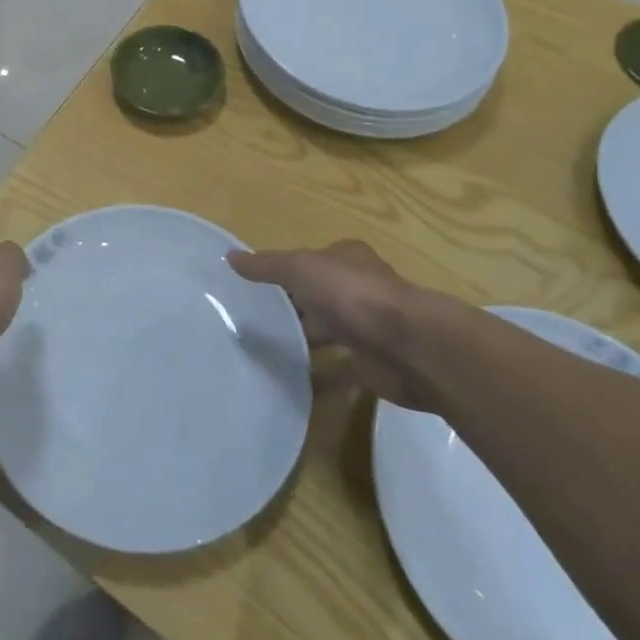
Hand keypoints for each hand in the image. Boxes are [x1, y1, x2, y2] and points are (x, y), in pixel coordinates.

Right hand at [228, 240, 445, 409]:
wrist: (409, 346)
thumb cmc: (353, 295)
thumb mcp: (301, 269)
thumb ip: (267, 266)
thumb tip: (230, 257)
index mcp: (347, 259)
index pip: (311, 260)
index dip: (286, 270)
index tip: (256, 287)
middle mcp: (360, 288)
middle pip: (320, 294)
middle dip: (294, 305)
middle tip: (253, 319)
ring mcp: (369, 327)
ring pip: (330, 330)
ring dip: (306, 337)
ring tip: (265, 350)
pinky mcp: (373, 363)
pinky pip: (341, 368)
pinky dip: (321, 375)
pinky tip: (295, 382)